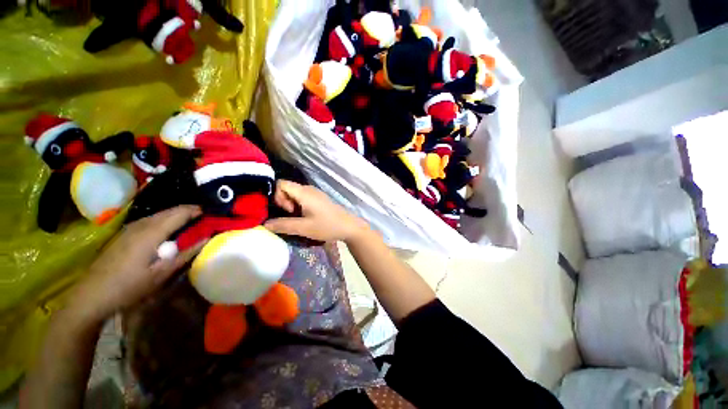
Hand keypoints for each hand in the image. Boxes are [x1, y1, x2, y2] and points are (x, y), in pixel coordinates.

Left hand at [67, 206, 203, 324]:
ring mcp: (130, 228)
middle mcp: (141, 225)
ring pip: (159, 214)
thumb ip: (186, 254)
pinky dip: (164, 219)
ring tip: (191, 220)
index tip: (212, 212)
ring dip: (176, 214)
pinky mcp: (124, 234)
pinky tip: (168, 229)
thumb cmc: (129, 287)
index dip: (197, 210)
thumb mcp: (161, 274)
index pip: (179, 213)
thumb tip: (208, 239)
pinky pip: (150, 220)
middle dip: (188, 210)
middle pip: (169, 211)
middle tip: (205, 216)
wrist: (91, 295)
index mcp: (151, 233)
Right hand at [264, 180, 368, 242]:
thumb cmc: (327, 226)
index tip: (284, 211)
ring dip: (291, 206)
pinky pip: (302, 198)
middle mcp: (308, 189)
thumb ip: (283, 225)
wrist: (349, 227)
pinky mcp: (319, 199)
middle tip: (291, 216)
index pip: (281, 183)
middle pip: (287, 188)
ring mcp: (315, 193)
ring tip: (298, 219)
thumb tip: (264, 224)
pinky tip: (305, 217)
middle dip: (283, 202)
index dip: (276, 196)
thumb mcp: (303, 228)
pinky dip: (298, 206)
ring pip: (294, 194)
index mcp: (304, 192)